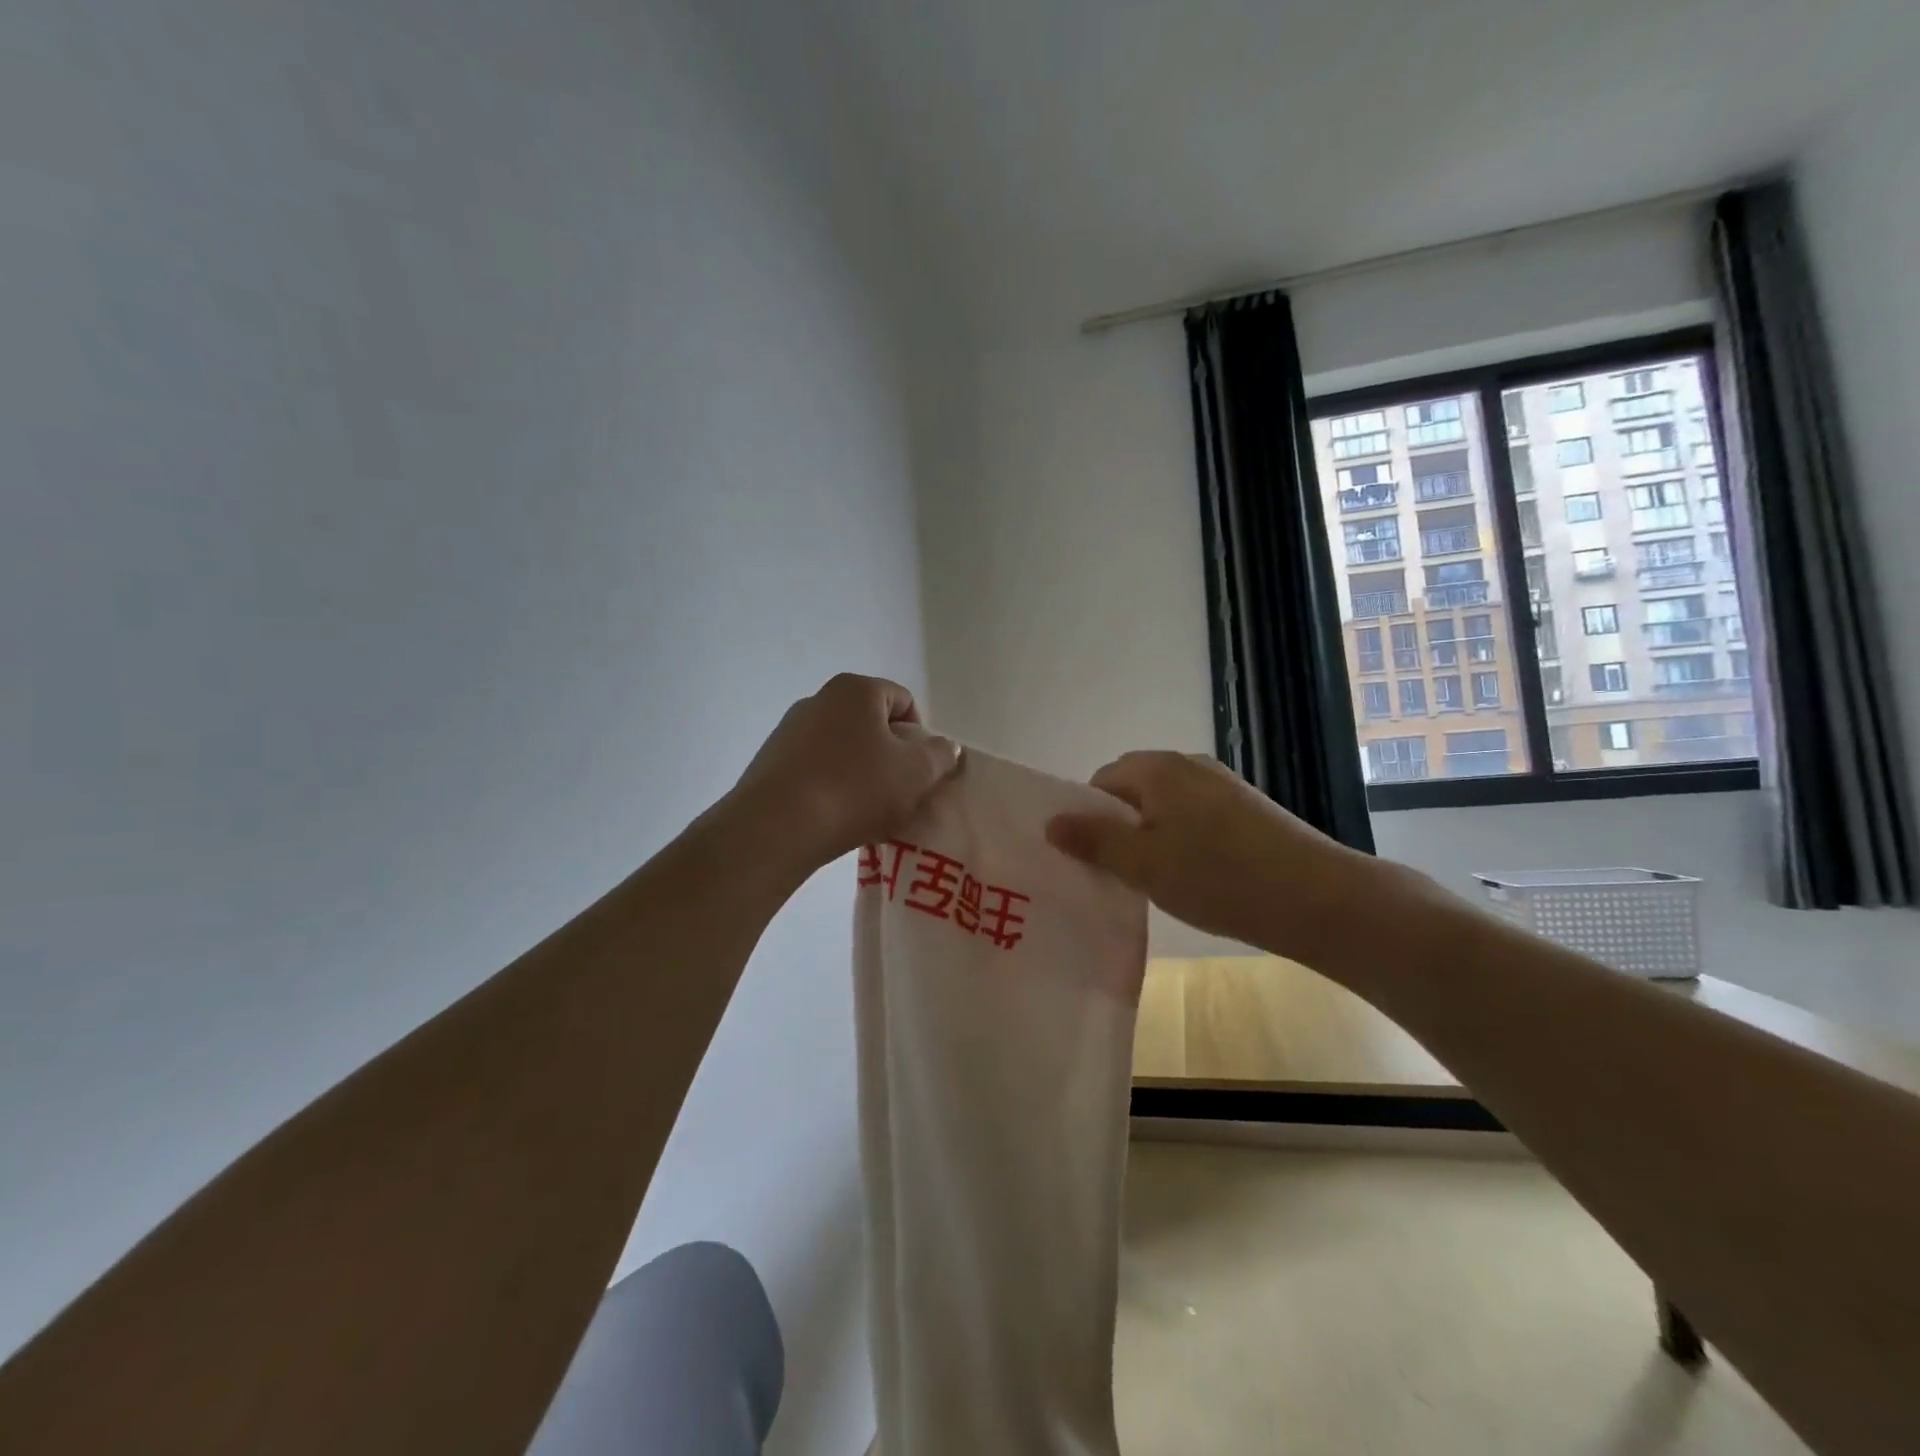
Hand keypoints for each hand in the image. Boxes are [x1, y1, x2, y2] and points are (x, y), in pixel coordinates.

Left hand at [724, 674, 960, 873]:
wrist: (777, 827)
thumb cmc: (855, 788)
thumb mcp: (916, 773)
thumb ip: (940, 755)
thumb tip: (944, 747)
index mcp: (855, 690)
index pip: (903, 701)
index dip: (921, 737)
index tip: (920, 772)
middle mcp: (819, 700)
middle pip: (872, 726)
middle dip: (890, 758)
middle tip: (899, 795)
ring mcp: (789, 731)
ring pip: (843, 751)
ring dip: (861, 776)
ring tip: (867, 814)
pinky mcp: (770, 764)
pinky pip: (815, 771)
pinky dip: (832, 790)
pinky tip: (835, 820)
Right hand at [1044, 751, 1394, 961]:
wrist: (1317, 898)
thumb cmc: (1217, 876)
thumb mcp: (1143, 863)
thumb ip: (1094, 841)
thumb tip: (1051, 821)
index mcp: (1159, 768)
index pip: (1102, 780)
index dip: (1088, 817)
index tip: (1089, 857)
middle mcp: (1190, 765)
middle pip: (1135, 790)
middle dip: (1119, 827)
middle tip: (1116, 872)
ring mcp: (1224, 786)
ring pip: (1167, 806)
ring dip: (1152, 837)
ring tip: (1155, 880)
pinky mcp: (1249, 810)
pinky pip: (1197, 818)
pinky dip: (1184, 842)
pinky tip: (1195, 877)